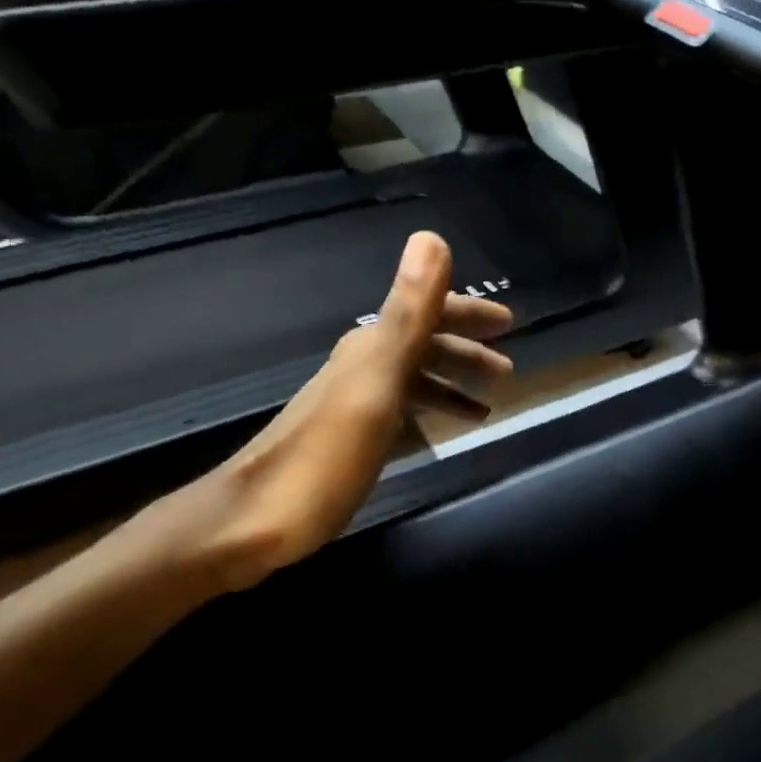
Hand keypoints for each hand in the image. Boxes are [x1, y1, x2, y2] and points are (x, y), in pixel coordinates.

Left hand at [147, 231, 512, 592]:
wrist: (250, 524)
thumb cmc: (323, 458)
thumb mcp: (375, 384)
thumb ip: (407, 315)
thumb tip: (431, 237)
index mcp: (370, 350)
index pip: (427, 313)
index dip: (468, 313)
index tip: (510, 323)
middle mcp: (360, 368)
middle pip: (422, 346)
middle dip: (466, 351)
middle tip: (507, 371)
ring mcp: (351, 405)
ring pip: (412, 381)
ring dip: (451, 384)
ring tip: (487, 407)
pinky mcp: (346, 440)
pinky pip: (400, 413)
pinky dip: (428, 414)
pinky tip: (439, 433)